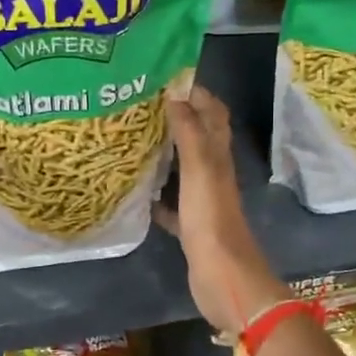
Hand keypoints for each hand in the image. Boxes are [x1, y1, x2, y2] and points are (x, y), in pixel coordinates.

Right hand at [155, 85, 287, 336]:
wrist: (223, 277)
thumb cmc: (211, 220)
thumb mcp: (199, 170)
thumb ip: (189, 133)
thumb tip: (176, 94)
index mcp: (218, 156)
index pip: (212, 113)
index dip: (195, 93)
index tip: (165, 78)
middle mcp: (213, 173)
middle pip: (197, 138)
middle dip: (175, 119)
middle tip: (140, 107)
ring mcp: (203, 201)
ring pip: (183, 169)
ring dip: (164, 154)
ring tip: (132, 140)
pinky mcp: (191, 225)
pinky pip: (172, 203)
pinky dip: (158, 194)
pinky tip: (137, 190)